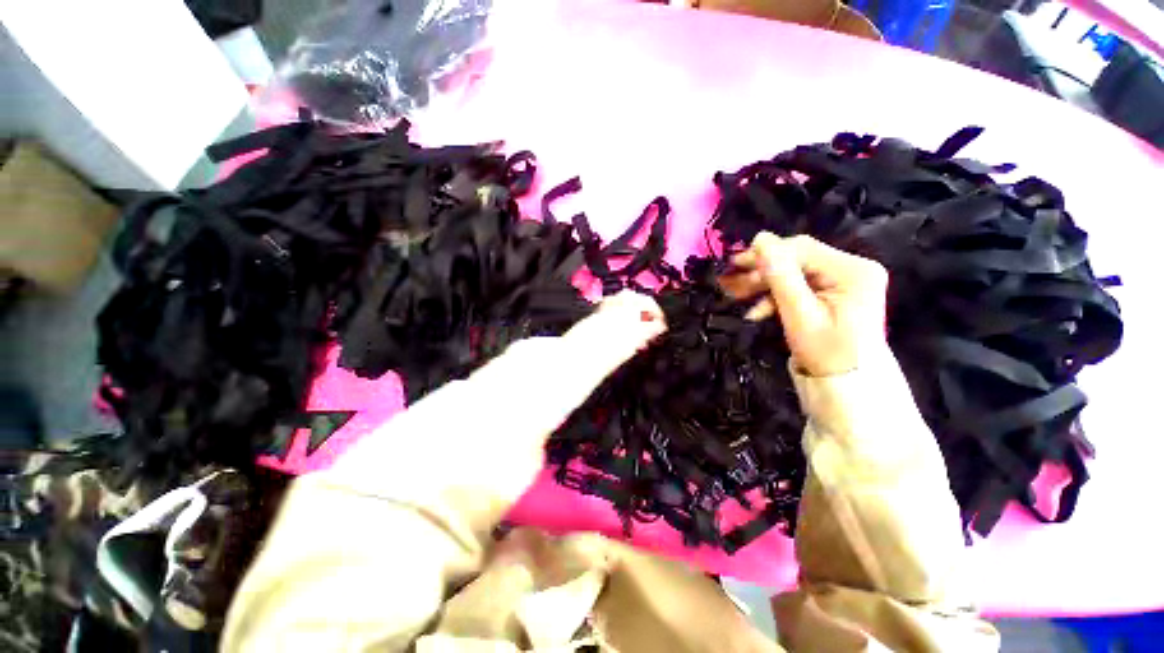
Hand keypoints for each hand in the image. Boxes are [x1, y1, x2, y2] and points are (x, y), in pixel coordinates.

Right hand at [720, 232, 887, 376]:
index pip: (802, 249)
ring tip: (738, 296)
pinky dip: (775, 296)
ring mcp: (844, 280)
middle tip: (731, 281)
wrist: (845, 384)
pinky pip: (798, 285)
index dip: (766, 253)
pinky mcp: (834, 292)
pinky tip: (758, 311)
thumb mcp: (799, 314)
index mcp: (852, 270)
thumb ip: (780, 276)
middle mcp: (852, 268)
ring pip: (794, 271)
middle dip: (762, 271)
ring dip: (764, 285)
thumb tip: (760, 238)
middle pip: (797, 258)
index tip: (734, 264)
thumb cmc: (825, 353)